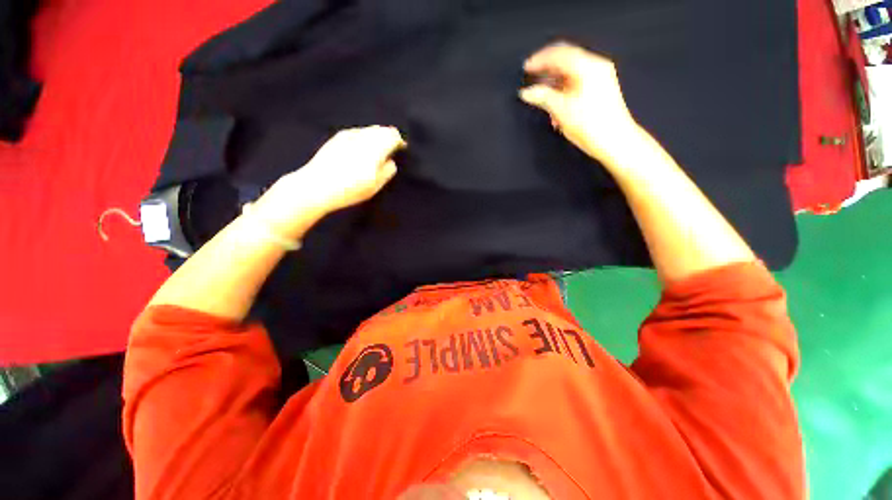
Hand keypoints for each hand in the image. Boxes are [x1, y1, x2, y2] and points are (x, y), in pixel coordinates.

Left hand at [253, 126, 404, 238]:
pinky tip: (361, 149)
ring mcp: (348, 135)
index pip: (393, 135)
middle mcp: (363, 136)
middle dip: (388, 137)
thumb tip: (391, 161)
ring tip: (377, 150)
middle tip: (391, 149)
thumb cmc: (350, 189)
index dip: (399, 141)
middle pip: (381, 129)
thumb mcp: (375, 185)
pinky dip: (364, 137)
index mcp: (375, 148)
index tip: (401, 149)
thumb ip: (387, 171)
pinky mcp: (337, 137)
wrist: (317, 186)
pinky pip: (357, 132)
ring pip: (369, 129)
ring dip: (376, 136)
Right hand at [520, 42, 639, 165]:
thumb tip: (526, 92)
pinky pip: (577, 81)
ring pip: (570, 71)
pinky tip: (554, 103)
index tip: (526, 68)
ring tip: (540, 94)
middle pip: (566, 59)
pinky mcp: (600, 88)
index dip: (540, 59)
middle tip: (531, 78)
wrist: (615, 141)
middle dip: (546, 68)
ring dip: (554, 81)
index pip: (559, 54)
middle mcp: (595, 66)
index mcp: (587, 67)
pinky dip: (563, 88)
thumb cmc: (590, 125)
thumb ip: (543, 97)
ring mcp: (600, 76)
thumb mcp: (562, 110)